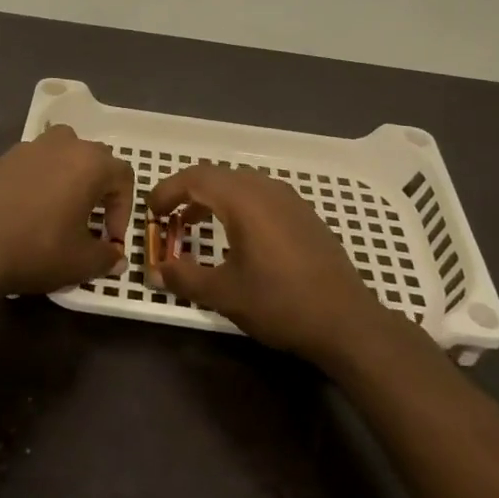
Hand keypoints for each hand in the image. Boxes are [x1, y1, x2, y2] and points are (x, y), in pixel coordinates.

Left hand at [0, 125, 134, 296]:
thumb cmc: (37, 250)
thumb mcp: (81, 263)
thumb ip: (107, 258)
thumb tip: (116, 259)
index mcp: (89, 163)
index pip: (123, 176)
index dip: (123, 209)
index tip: (110, 239)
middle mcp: (63, 145)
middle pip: (94, 158)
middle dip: (99, 188)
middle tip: (90, 221)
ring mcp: (29, 148)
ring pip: (62, 152)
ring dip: (70, 176)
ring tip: (62, 208)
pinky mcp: (3, 158)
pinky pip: (34, 162)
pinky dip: (41, 179)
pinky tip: (29, 209)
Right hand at [147, 164, 380, 363]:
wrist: (347, 321)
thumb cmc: (280, 303)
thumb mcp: (224, 293)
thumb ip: (185, 277)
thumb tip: (155, 271)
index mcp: (243, 199)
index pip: (195, 178)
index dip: (167, 190)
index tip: (151, 212)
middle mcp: (266, 189)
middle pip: (216, 175)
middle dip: (187, 192)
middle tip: (169, 219)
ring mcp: (289, 199)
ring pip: (240, 183)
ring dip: (212, 198)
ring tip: (195, 225)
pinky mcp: (304, 214)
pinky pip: (260, 195)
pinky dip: (237, 205)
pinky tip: (237, 236)